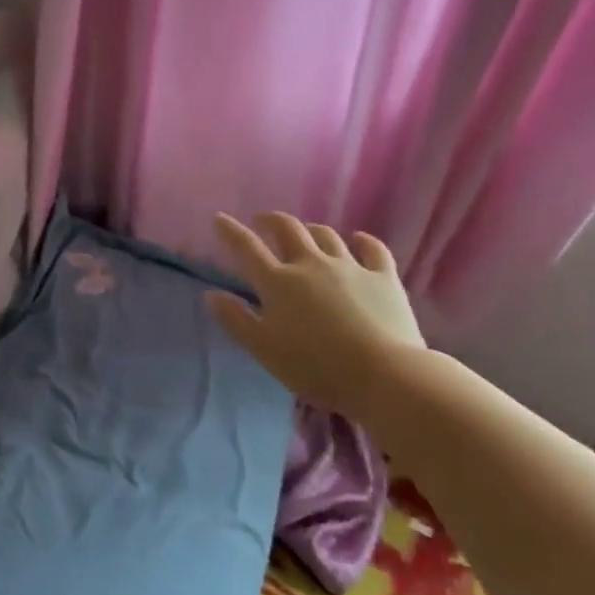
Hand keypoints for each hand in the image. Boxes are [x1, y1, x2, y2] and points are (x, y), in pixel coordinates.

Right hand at [206, 213, 426, 425]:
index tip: (220, 218)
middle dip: (271, 220)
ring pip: (326, 235)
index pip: (246, 248)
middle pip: (288, 229)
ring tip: (305, 233)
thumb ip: (235, 320)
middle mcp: (310, 264)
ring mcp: (349, 267)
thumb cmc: (314, 366)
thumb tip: (211, 294)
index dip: (230, 231)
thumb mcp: (263, 349)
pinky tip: (358, 240)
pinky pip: (372, 249)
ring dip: (311, 229)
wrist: (384, 375)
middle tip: (263, 220)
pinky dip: (362, 241)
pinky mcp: (383, 277)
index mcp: (277, 282)